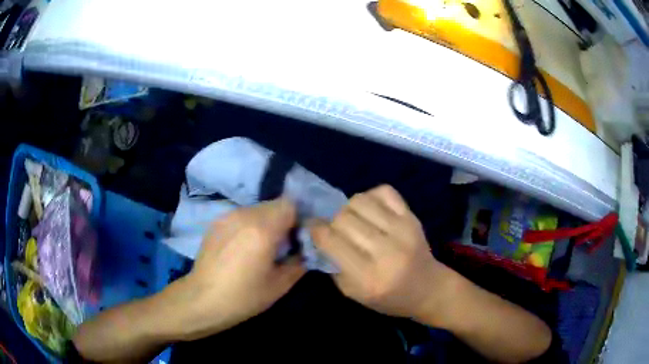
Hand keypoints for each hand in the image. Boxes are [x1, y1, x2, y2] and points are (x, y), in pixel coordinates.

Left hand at [176, 198, 305, 339]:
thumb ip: (299, 262)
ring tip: (260, 246)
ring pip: (258, 209)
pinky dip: (249, 225)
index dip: (298, 219)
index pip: (290, 204)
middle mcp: (245, 215)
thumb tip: (306, 249)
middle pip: (274, 204)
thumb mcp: (280, 285)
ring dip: (265, 222)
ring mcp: (228, 216)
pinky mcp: (217, 221)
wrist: (203, 299)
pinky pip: (242, 215)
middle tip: (281, 245)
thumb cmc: (244, 297)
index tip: (297, 238)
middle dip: (283, 220)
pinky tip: (242, 247)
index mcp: (263, 230)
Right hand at [311, 185, 450, 320]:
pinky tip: (371, 211)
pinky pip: (384, 191)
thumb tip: (318, 235)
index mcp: (368, 277)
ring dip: (349, 208)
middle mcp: (386, 251)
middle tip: (336, 230)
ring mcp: (403, 230)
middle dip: (332, 221)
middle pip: (343, 218)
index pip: (331, 240)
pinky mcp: (412, 217)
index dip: (315, 230)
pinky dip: (371, 196)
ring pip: (360, 200)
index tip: (313, 228)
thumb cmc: (388, 298)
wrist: (428, 289)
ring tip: (354, 220)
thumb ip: (333, 265)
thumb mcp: (353, 293)